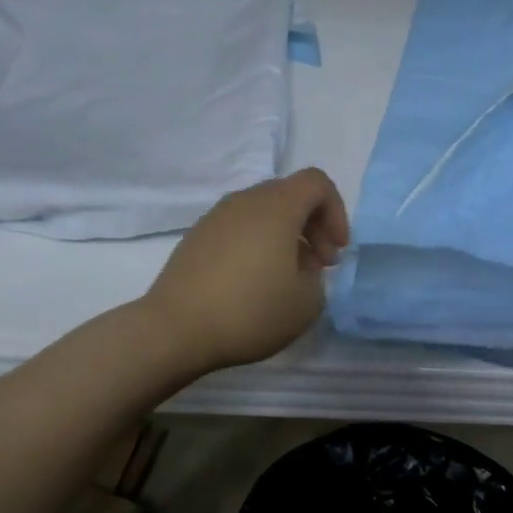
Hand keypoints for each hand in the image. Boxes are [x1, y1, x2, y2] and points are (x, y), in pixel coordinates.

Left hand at [141, 168, 350, 373]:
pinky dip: (257, 245)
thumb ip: (317, 279)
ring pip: (262, 212)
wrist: (175, 329)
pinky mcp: (195, 238)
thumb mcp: (306, 304)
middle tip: (319, 266)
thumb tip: (301, 269)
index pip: (316, 183)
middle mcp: (244, 201)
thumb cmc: (250, 311)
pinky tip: (254, 283)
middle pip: (289, 195)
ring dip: (284, 237)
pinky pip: (238, 229)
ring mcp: (215, 218)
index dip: (337, 212)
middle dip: (313, 226)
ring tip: (287, 278)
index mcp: (276, 207)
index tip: (337, 251)